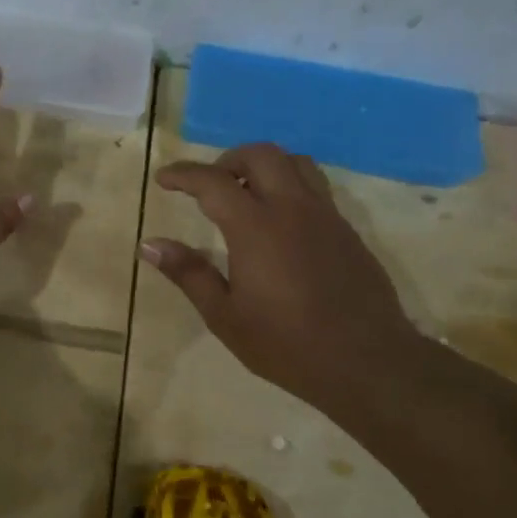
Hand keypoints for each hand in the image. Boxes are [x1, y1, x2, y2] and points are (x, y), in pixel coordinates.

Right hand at [142, 143, 423, 411]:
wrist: (367, 362)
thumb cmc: (286, 345)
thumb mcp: (225, 316)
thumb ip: (188, 273)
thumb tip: (149, 245)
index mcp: (256, 228)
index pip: (213, 182)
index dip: (183, 174)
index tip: (163, 179)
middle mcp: (293, 209)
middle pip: (260, 155)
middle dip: (227, 160)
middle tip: (208, 186)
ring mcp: (326, 216)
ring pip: (295, 162)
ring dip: (264, 166)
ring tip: (246, 195)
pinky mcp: (346, 230)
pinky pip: (315, 187)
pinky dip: (290, 185)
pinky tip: (280, 221)